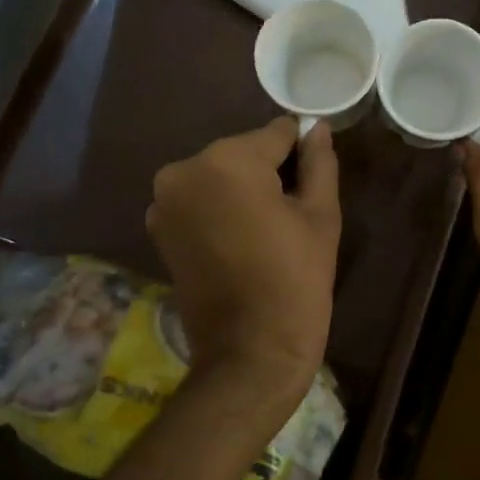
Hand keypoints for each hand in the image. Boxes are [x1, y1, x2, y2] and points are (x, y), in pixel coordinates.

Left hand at [148, 117, 339, 409]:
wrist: (250, 352)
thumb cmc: (295, 280)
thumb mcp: (320, 215)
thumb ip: (318, 162)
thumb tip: (315, 127)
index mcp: (227, 161)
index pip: (276, 134)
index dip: (301, 153)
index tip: (315, 180)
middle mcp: (184, 169)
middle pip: (243, 152)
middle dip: (268, 172)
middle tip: (293, 212)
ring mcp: (164, 201)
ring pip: (219, 175)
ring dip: (242, 190)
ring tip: (267, 231)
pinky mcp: (158, 228)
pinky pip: (199, 200)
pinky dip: (220, 208)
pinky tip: (242, 240)